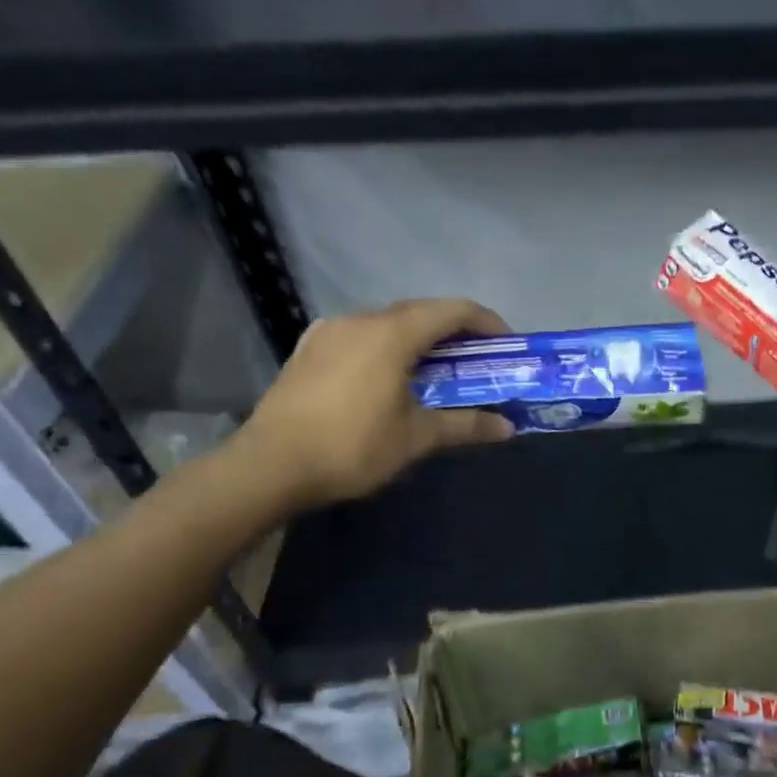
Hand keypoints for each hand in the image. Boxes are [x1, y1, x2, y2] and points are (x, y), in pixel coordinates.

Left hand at [232, 298, 515, 513]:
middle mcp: (360, 319)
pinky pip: (360, 336)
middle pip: (421, 312)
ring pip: (388, 323)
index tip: (506, 346)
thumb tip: (508, 428)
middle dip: (455, 333)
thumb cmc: (351, 447)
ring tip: (434, 372)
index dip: (487, 322)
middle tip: (476, 363)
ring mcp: (329, 331)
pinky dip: (386, 347)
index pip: (453, 310)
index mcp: (392, 333)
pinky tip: (386, 378)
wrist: (268, 466)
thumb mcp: (416, 438)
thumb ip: (465, 425)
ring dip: (419, 340)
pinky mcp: (308, 349)